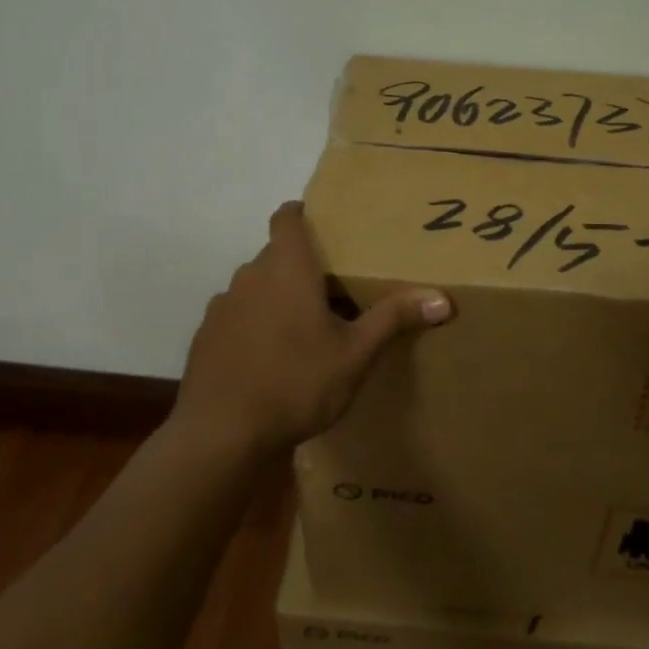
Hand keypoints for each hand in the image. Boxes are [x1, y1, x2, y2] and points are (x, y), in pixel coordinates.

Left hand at [175, 201, 453, 454]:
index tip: (325, 224)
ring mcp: (222, 307)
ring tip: (306, 326)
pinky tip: (272, 359)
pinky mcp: (205, 338)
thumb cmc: (296, 382)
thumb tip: (442, 299)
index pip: (288, 217)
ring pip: (256, 287)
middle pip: (276, 255)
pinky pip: (237, 316)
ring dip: (277, 297)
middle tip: (336, 287)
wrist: (221, 435)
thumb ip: (393, 319)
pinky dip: (255, 324)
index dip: (303, 213)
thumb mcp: (355, 354)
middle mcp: (249, 276)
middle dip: (303, 266)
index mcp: (286, 268)